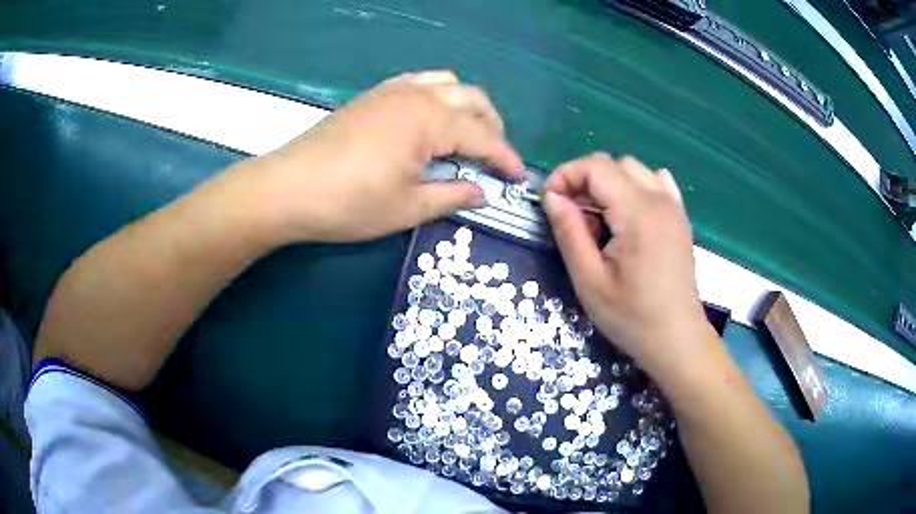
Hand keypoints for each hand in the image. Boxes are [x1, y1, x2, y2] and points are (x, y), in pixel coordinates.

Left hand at [231, 70, 523, 243]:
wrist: (289, 189)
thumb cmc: (350, 203)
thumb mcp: (408, 207)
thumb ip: (453, 196)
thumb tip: (483, 193)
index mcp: (431, 120)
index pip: (484, 136)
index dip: (505, 158)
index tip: (519, 178)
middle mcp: (417, 95)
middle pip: (472, 99)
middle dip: (492, 126)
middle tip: (495, 158)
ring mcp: (392, 91)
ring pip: (447, 83)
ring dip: (466, 106)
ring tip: (467, 135)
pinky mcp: (373, 96)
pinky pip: (419, 82)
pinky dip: (437, 96)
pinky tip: (430, 120)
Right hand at [543, 153, 710, 371]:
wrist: (677, 339)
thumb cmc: (632, 317)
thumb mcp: (589, 280)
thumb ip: (569, 232)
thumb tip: (552, 196)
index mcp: (637, 213)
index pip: (595, 167)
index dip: (566, 176)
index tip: (549, 203)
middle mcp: (659, 200)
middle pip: (614, 164)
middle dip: (584, 181)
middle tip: (572, 217)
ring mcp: (674, 207)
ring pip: (634, 170)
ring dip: (609, 185)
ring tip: (600, 221)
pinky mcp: (680, 218)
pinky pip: (657, 183)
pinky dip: (635, 188)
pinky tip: (628, 215)